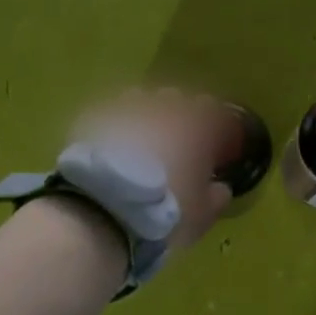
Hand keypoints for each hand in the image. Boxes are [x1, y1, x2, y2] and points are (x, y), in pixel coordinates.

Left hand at [70, 88, 234, 248]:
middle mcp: (164, 107)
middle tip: (176, 142)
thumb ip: (217, 197)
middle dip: (179, 116)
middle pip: (177, 99)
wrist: (103, 210)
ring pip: (141, 100)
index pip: (216, 112)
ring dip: (145, 115)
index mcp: (197, 126)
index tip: (215, 145)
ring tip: (139, 142)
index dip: (217, 128)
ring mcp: (126, 108)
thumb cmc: (163, 212)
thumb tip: (221, 187)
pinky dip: (115, 125)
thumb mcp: (202, 215)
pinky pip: (110, 113)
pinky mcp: (94, 116)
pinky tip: (110, 146)